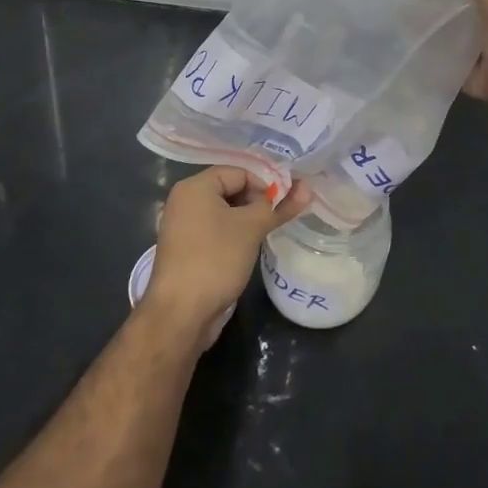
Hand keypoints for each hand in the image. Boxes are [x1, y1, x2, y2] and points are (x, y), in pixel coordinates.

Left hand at [142, 167, 309, 340]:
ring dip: (248, 219)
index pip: (239, 172)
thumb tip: (307, 188)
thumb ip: (280, 206)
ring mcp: (183, 227)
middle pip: (231, 189)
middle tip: (278, 218)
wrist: (180, 315)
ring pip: (225, 212)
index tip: (285, 204)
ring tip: (267, 232)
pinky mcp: (186, 249)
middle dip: (258, 201)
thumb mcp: (252, 228)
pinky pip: (215, 230)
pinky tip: (250, 247)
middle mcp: (185, 201)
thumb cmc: (216, 260)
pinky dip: (234, 234)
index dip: (265, 184)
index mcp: (195, 187)